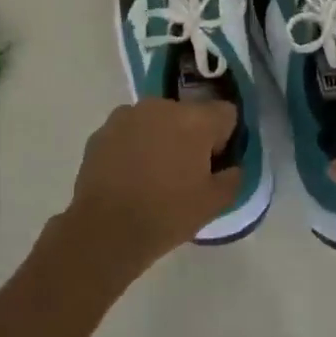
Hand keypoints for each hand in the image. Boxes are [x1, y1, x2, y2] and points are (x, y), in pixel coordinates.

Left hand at [64, 99, 242, 274]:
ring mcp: (128, 115)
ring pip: (157, 120)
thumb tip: (230, 166)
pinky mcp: (102, 130)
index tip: (214, 165)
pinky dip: (134, 146)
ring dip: (161, 138)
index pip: (226, 113)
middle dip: (191, 136)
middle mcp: (162, 106)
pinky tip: (128, 176)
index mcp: (195, 119)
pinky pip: (130, 131)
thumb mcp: (214, 204)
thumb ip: (233, 177)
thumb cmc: (167, 214)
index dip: (224, 139)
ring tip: (152, 175)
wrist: (105, 230)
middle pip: (189, 114)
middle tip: (184, 172)